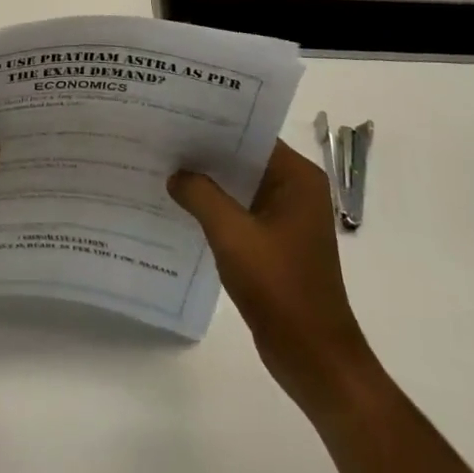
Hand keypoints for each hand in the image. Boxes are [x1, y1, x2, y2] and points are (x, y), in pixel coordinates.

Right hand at [169, 140, 375, 413]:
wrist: (313, 357)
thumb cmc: (279, 288)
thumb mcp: (232, 235)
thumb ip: (201, 195)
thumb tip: (176, 174)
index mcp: (298, 179)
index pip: (251, 134)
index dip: (214, 124)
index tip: (175, 115)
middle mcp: (296, 190)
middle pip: (243, 157)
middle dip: (204, 151)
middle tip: (160, 137)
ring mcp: (285, 217)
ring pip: (238, 185)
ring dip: (207, 180)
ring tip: (162, 165)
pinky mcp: (274, 242)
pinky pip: (238, 211)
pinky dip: (213, 206)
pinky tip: (178, 204)